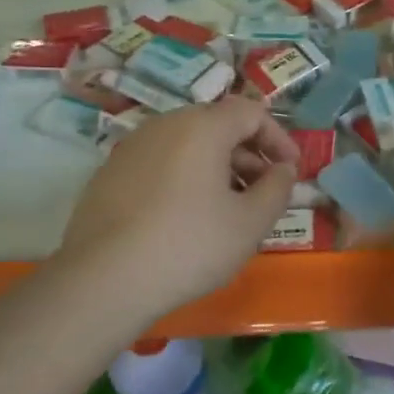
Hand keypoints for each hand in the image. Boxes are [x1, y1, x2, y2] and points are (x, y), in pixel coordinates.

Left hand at [54, 97, 297, 321]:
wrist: (103, 281)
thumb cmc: (190, 245)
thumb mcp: (251, 222)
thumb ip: (278, 188)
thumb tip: (283, 170)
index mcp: (202, 126)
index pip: (251, 112)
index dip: (278, 138)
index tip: (291, 171)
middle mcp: (164, 125)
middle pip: (218, 126)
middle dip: (248, 155)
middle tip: (263, 193)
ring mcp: (130, 148)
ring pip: (187, 145)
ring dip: (217, 168)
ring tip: (227, 210)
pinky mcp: (108, 174)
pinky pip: (160, 164)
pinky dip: (184, 179)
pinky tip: (186, 220)